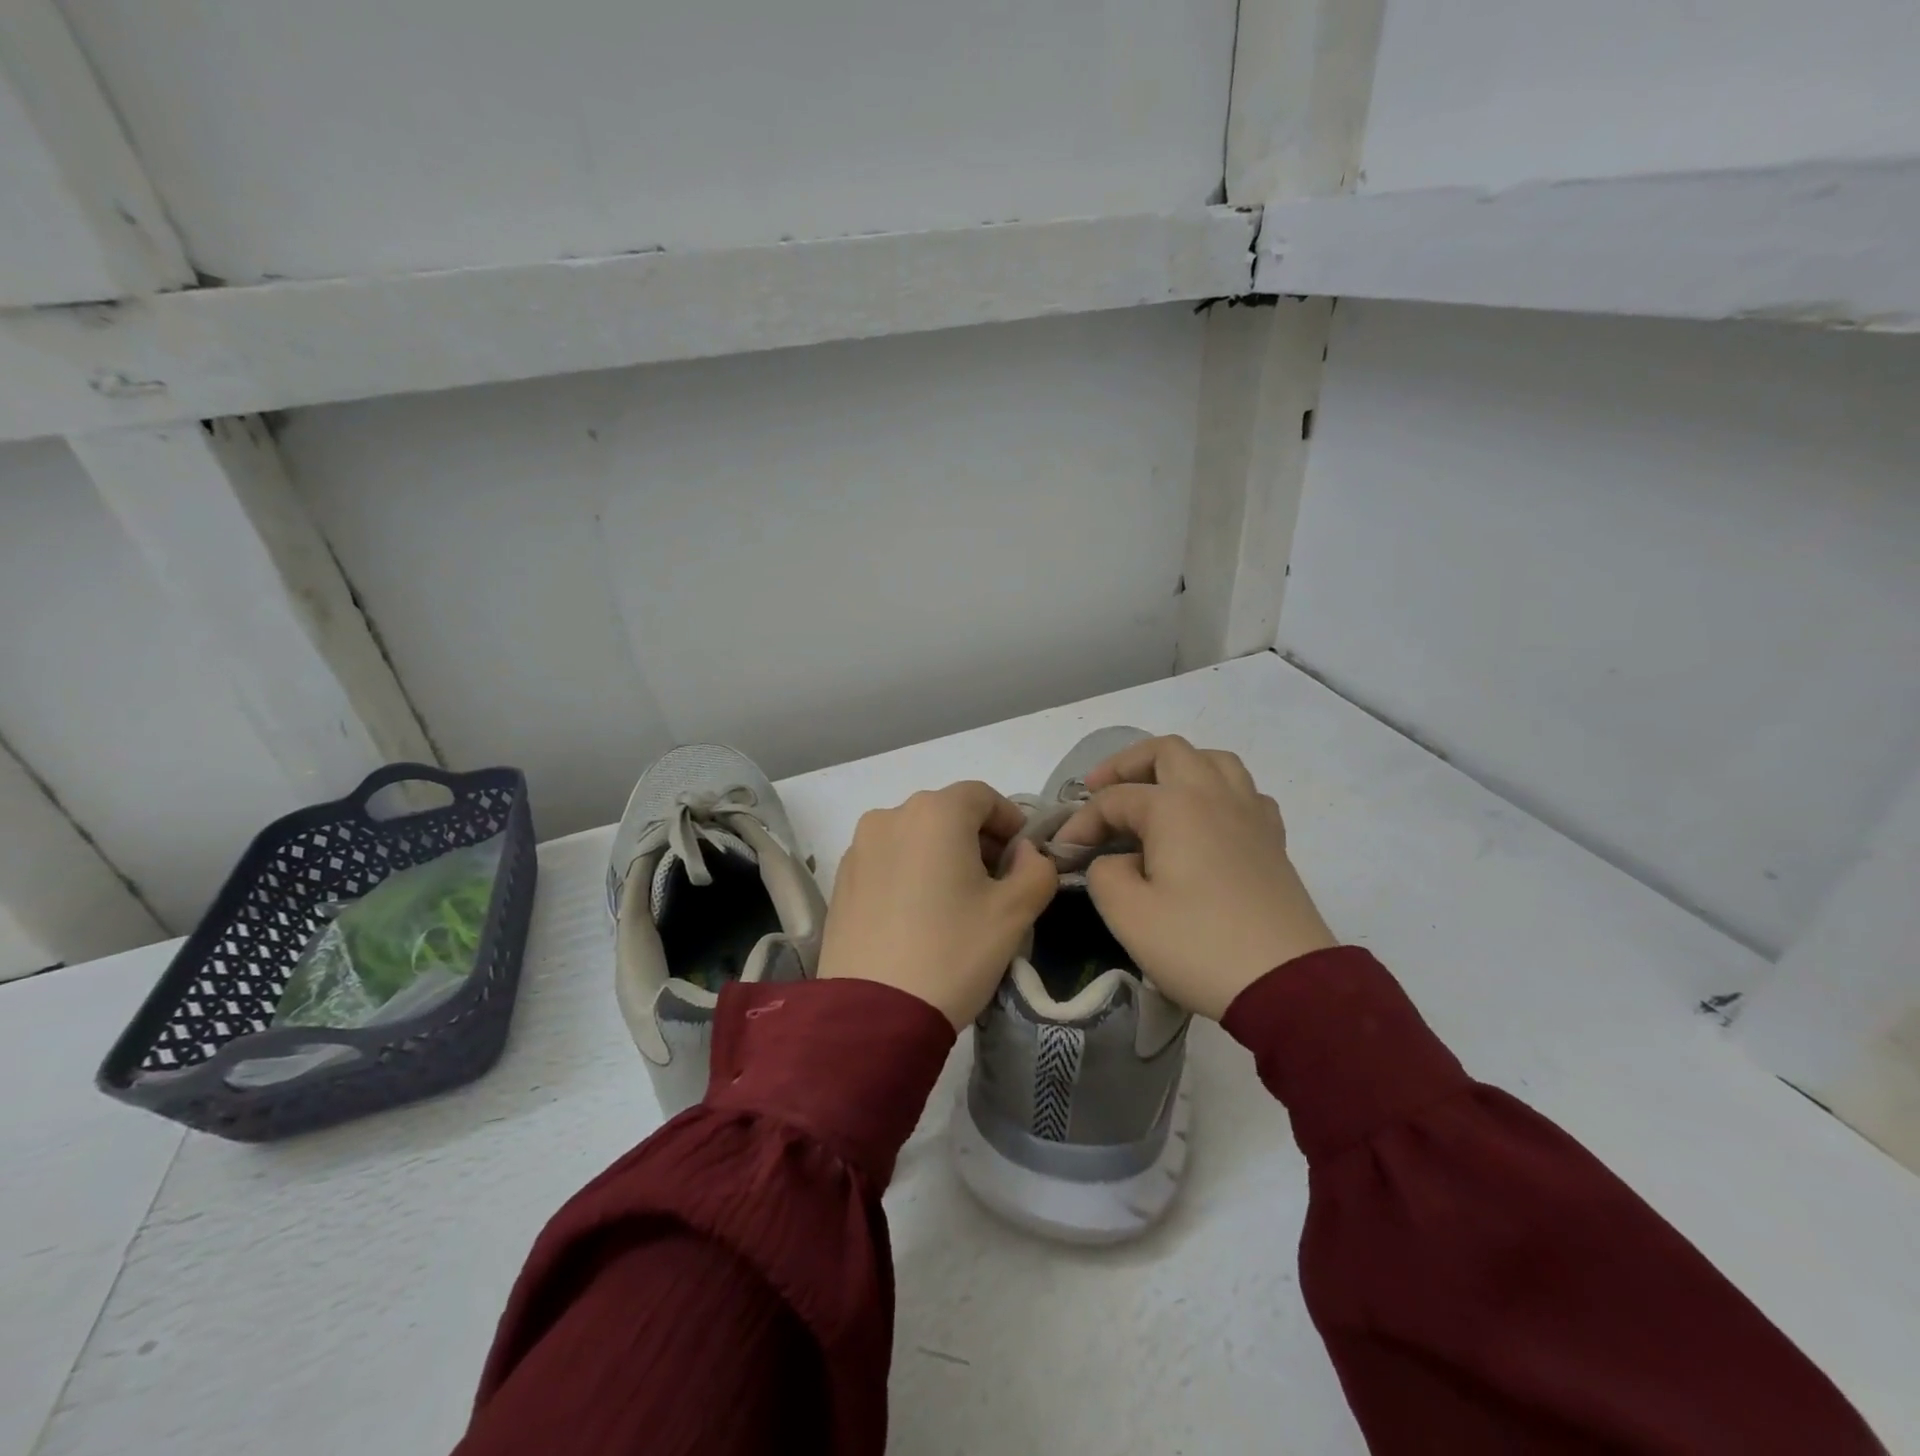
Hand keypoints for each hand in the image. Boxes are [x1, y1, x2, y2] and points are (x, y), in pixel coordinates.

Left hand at [818, 781, 1058, 1027]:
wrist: (872, 1014)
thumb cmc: (952, 952)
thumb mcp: (1014, 913)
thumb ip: (1036, 869)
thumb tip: (1025, 853)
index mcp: (934, 813)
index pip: (982, 796)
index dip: (1010, 821)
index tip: (1024, 857)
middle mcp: (890, 816)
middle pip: (946, 813)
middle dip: (978, 839)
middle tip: (998, 883)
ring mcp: (859, 847)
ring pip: (915, 836)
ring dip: (943, 855)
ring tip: (957, 902)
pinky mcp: (841, 879)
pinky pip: (888, 860)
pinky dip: (911, 872)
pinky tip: (920, 916)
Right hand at [1056, 736, 1336, 1020]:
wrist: (1286, 984)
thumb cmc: (1198, 945)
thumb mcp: (1127, 913)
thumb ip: (1103, 873)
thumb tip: (1113, 861)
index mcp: (1175, 805)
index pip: (1113, 799)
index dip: (1081, 823)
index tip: (1062, 855)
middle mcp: (1214, 795)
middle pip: (1167, 751)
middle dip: (1126, 765)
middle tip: (1100, 789)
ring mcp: (1251, 814)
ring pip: (1213, 761)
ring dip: (1177, 767)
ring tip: (1155, 793)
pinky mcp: (1273, 841)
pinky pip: (1244, 793)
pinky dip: (1217, 793)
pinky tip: (1206, 821)